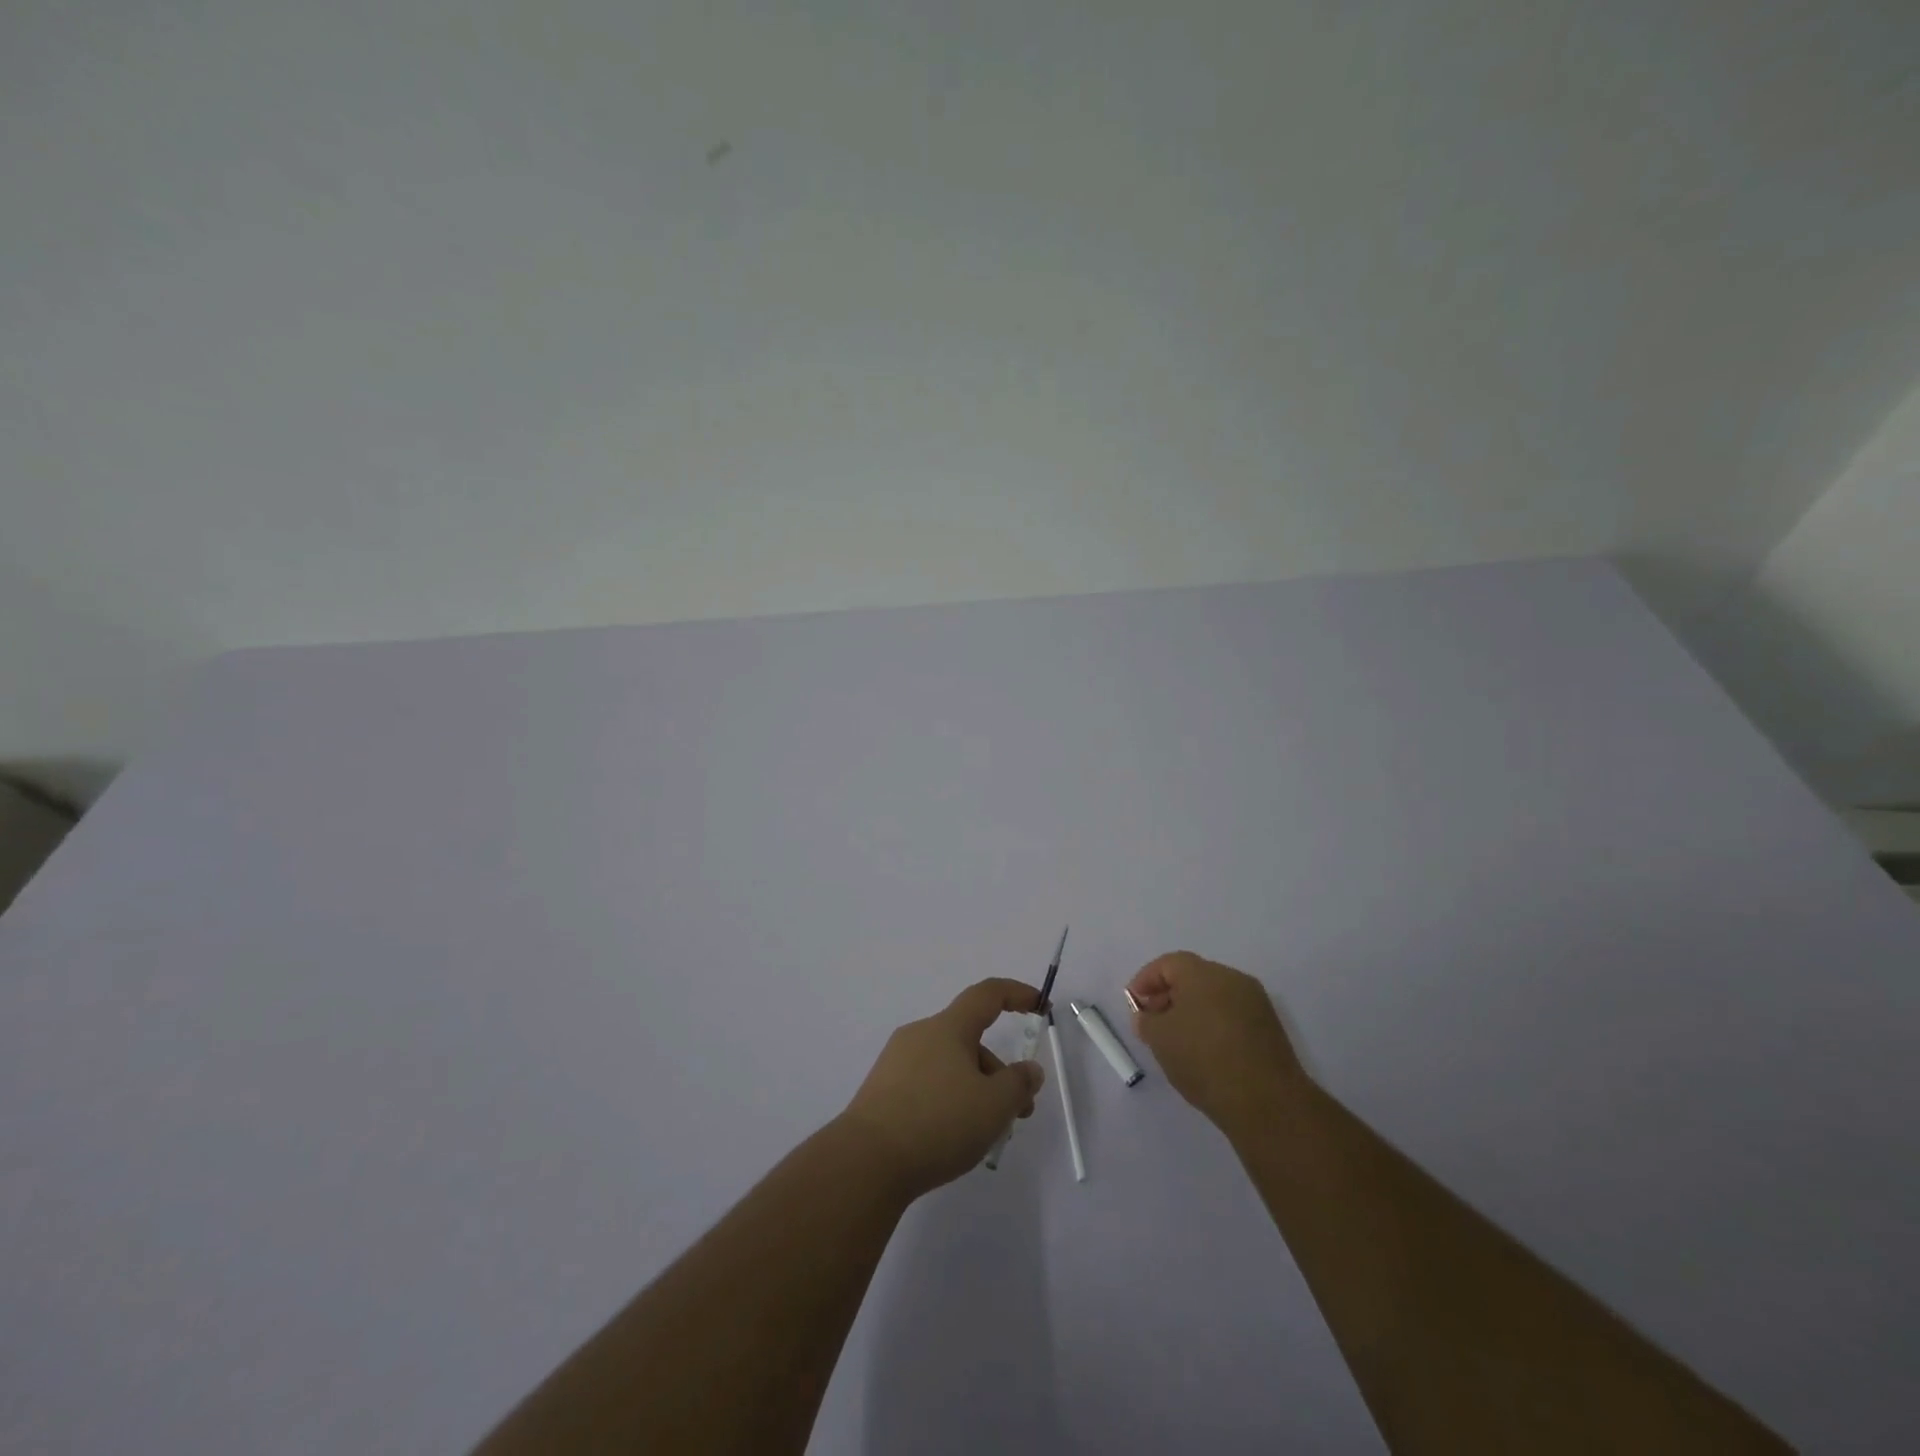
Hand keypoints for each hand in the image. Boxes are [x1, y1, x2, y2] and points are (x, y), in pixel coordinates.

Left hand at [838, 978, 1046, 1198]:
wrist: (866, 1162)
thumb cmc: (938, 1122)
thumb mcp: (994, 1106)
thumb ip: (1019, 1084)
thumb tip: (1029, 1070)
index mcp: (947, 1027)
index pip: (986, 995)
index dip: (1016, 994)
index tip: (1040, 1004)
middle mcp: (920, 1035)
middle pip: (969, 1040)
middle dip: (998, 1071)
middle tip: (1018, 1111)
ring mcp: (896, 1063)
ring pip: (949, 1066)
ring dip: (975, 1090)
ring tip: (986, 1136)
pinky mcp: (882, 1091)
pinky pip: (927, 1085)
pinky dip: (948, 1101)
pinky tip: (952, 1138)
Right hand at [1126, 951, 1305, 1133]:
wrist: (1266, 1102)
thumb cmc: (1203, 1060)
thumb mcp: (1160, 1039)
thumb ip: (1146, 1021)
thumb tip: (1147, 1016)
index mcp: (1204, 973)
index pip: (1168, 963)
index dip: (1146, 980)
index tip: (1134, 1003)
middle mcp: (1232, 979)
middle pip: (1193, 977)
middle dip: (1168, 995)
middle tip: (1152, 1022)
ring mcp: (1256, 1003)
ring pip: (1214, 997)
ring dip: (1192, 1011)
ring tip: (1177, 1040)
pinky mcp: (1270, 1028)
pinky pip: (1232, 1016)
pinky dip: (1214, 1025)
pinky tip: (1204, 1052)